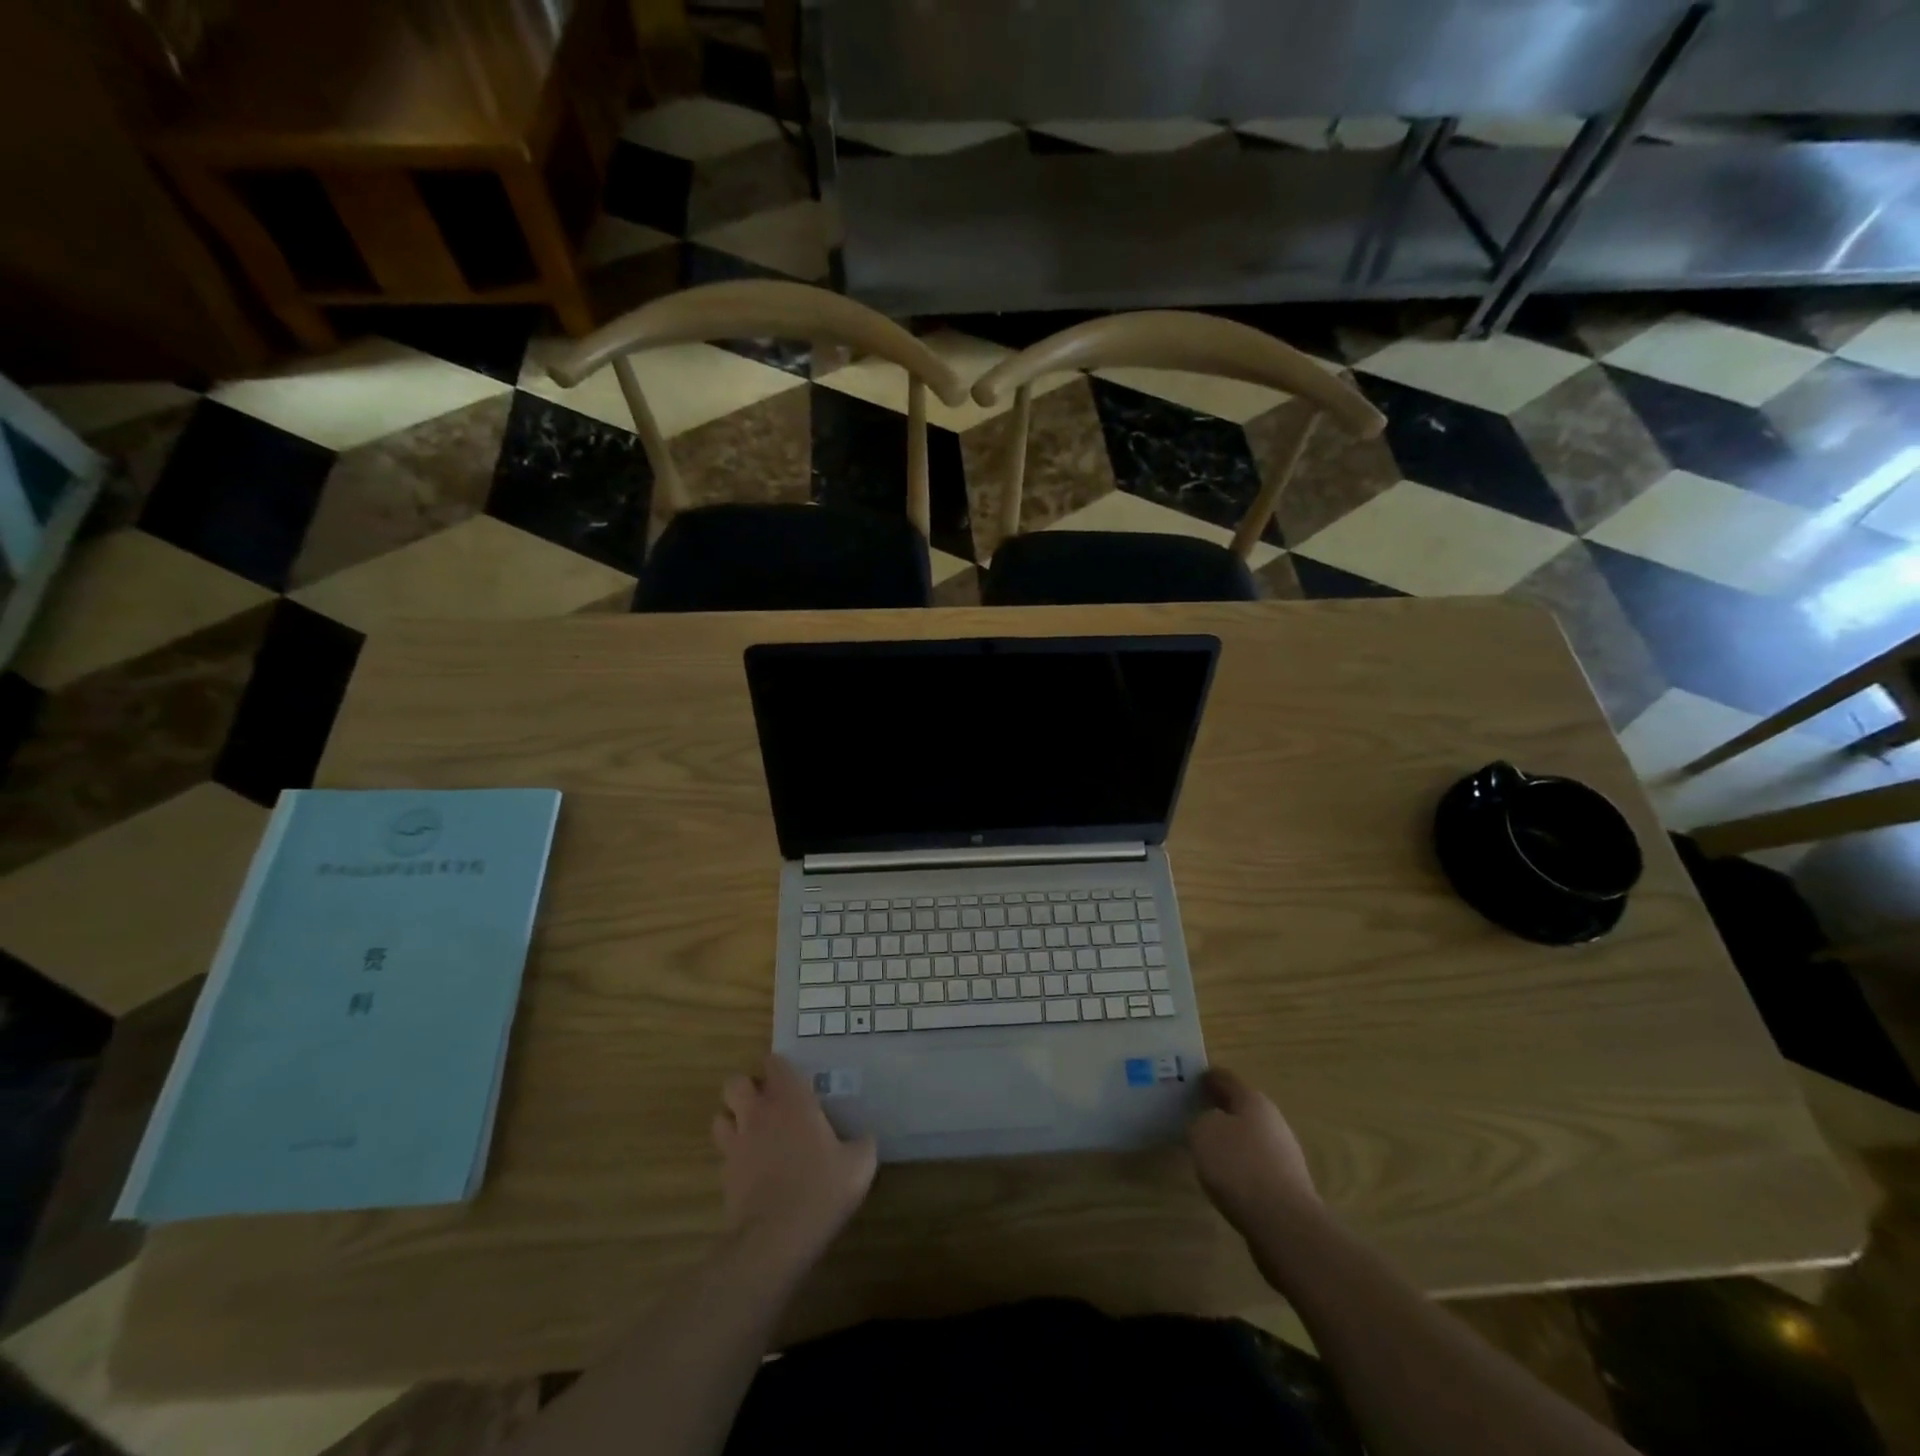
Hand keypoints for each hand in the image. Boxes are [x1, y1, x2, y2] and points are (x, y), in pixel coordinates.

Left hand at [712, 1056, 876, 1274]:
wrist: (775, 1239)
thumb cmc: (820, 1190)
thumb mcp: (859, 1165)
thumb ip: (864, 1143)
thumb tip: (866, 1137)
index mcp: (791, 1100)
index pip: (774, 1063)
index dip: (780, 1068)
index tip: (793, 1080)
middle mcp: (759, 1113)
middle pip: (735, 1082)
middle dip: (747, 1088)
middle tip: (768, 1103)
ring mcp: (737, 1143)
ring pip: (721, 1115)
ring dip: (734, 1119)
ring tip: (753, 1132)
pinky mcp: (725, 1174)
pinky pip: (723, 1152)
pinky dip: (734, 1154)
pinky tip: (752, 1168)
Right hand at [1187, 1067, 1319, 1237]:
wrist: (1285, 1225)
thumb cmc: (1239, 1167)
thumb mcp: (1203, 1133)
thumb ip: (1200, 1121)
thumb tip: (1208, 1125)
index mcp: (1254, 1101)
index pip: (1226, 1079)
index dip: (1207, 1078)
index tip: (1190, 1080)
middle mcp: (1273, 1122)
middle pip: (1241, 1108)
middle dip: (1220, 1109)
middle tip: (1194, 1114)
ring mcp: (1284, 1156)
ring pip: (1249, 1138)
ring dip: (1231, 1140)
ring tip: (1206, 1148)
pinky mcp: (1286, 1186)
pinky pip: (1255, 1166)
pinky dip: (1239, 1166)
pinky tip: (1225, 1179)